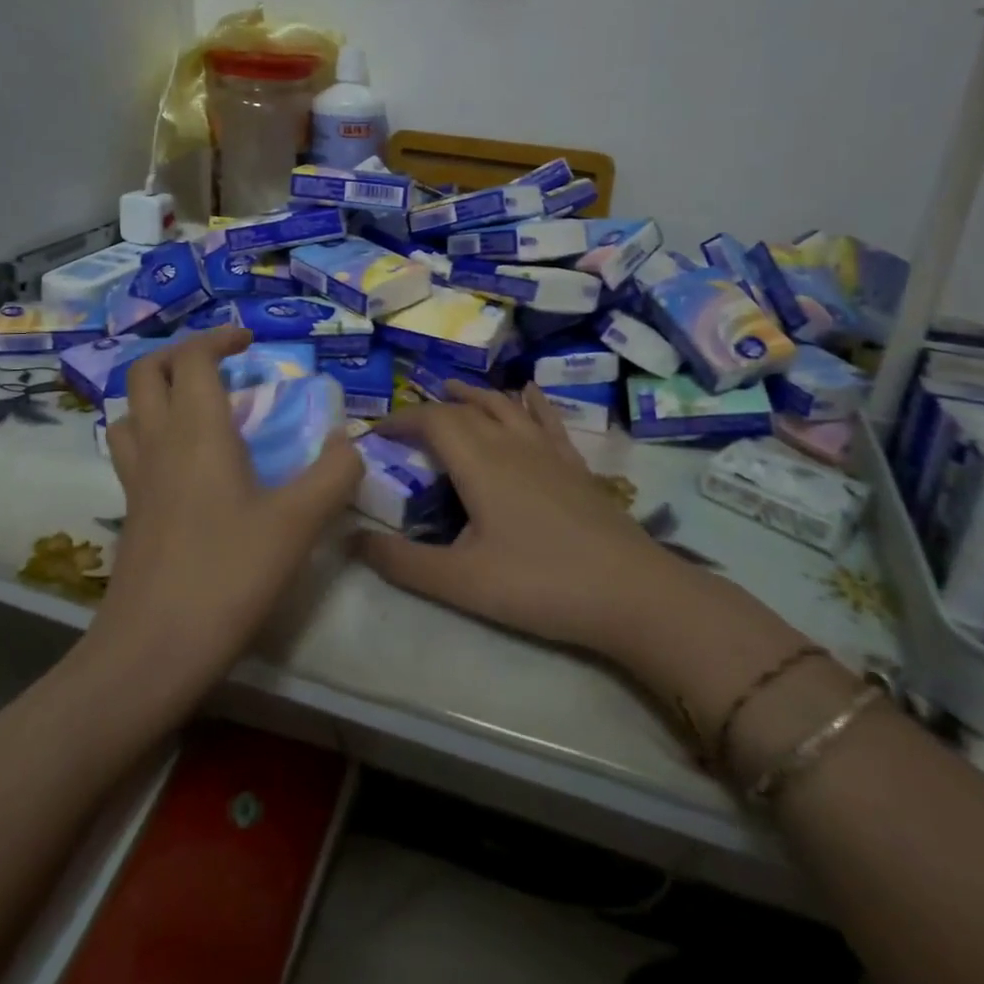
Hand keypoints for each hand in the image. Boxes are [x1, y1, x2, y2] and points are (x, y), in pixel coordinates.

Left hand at [93, 327, 361, 702]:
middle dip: (181, 355)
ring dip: (159, 393)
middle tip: (221, 366)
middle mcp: (158, 442)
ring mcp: (136, 478)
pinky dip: (151, 433)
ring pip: (129, 410)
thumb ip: (333, 474)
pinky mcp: (130, 511)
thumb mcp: (297, 523)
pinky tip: (184, 464)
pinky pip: (130, 449)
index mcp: (196, 430)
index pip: (193, 358)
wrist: (152, 650)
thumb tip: (349, 442)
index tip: (250, 342)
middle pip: (146, 372)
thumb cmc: (227, 576)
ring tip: (199, 408)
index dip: (219, 338)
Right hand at [354, 384, 677, 654]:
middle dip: (430, 410)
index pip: (431, 421)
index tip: (375, 433)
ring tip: (454, 389)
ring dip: (474, 395)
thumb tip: (352, 538)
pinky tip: (528, 392)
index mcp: (479, 462)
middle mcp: (511, 443)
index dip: (400, 420)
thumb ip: (403, 562)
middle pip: (465, 410)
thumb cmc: (540, 584)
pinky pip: (547, 419)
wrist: (631, 594)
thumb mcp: (461, 581)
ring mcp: (548, 450)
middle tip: (406, 425)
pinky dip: (530, 402)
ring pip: (504, 405)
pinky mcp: (575, 464)